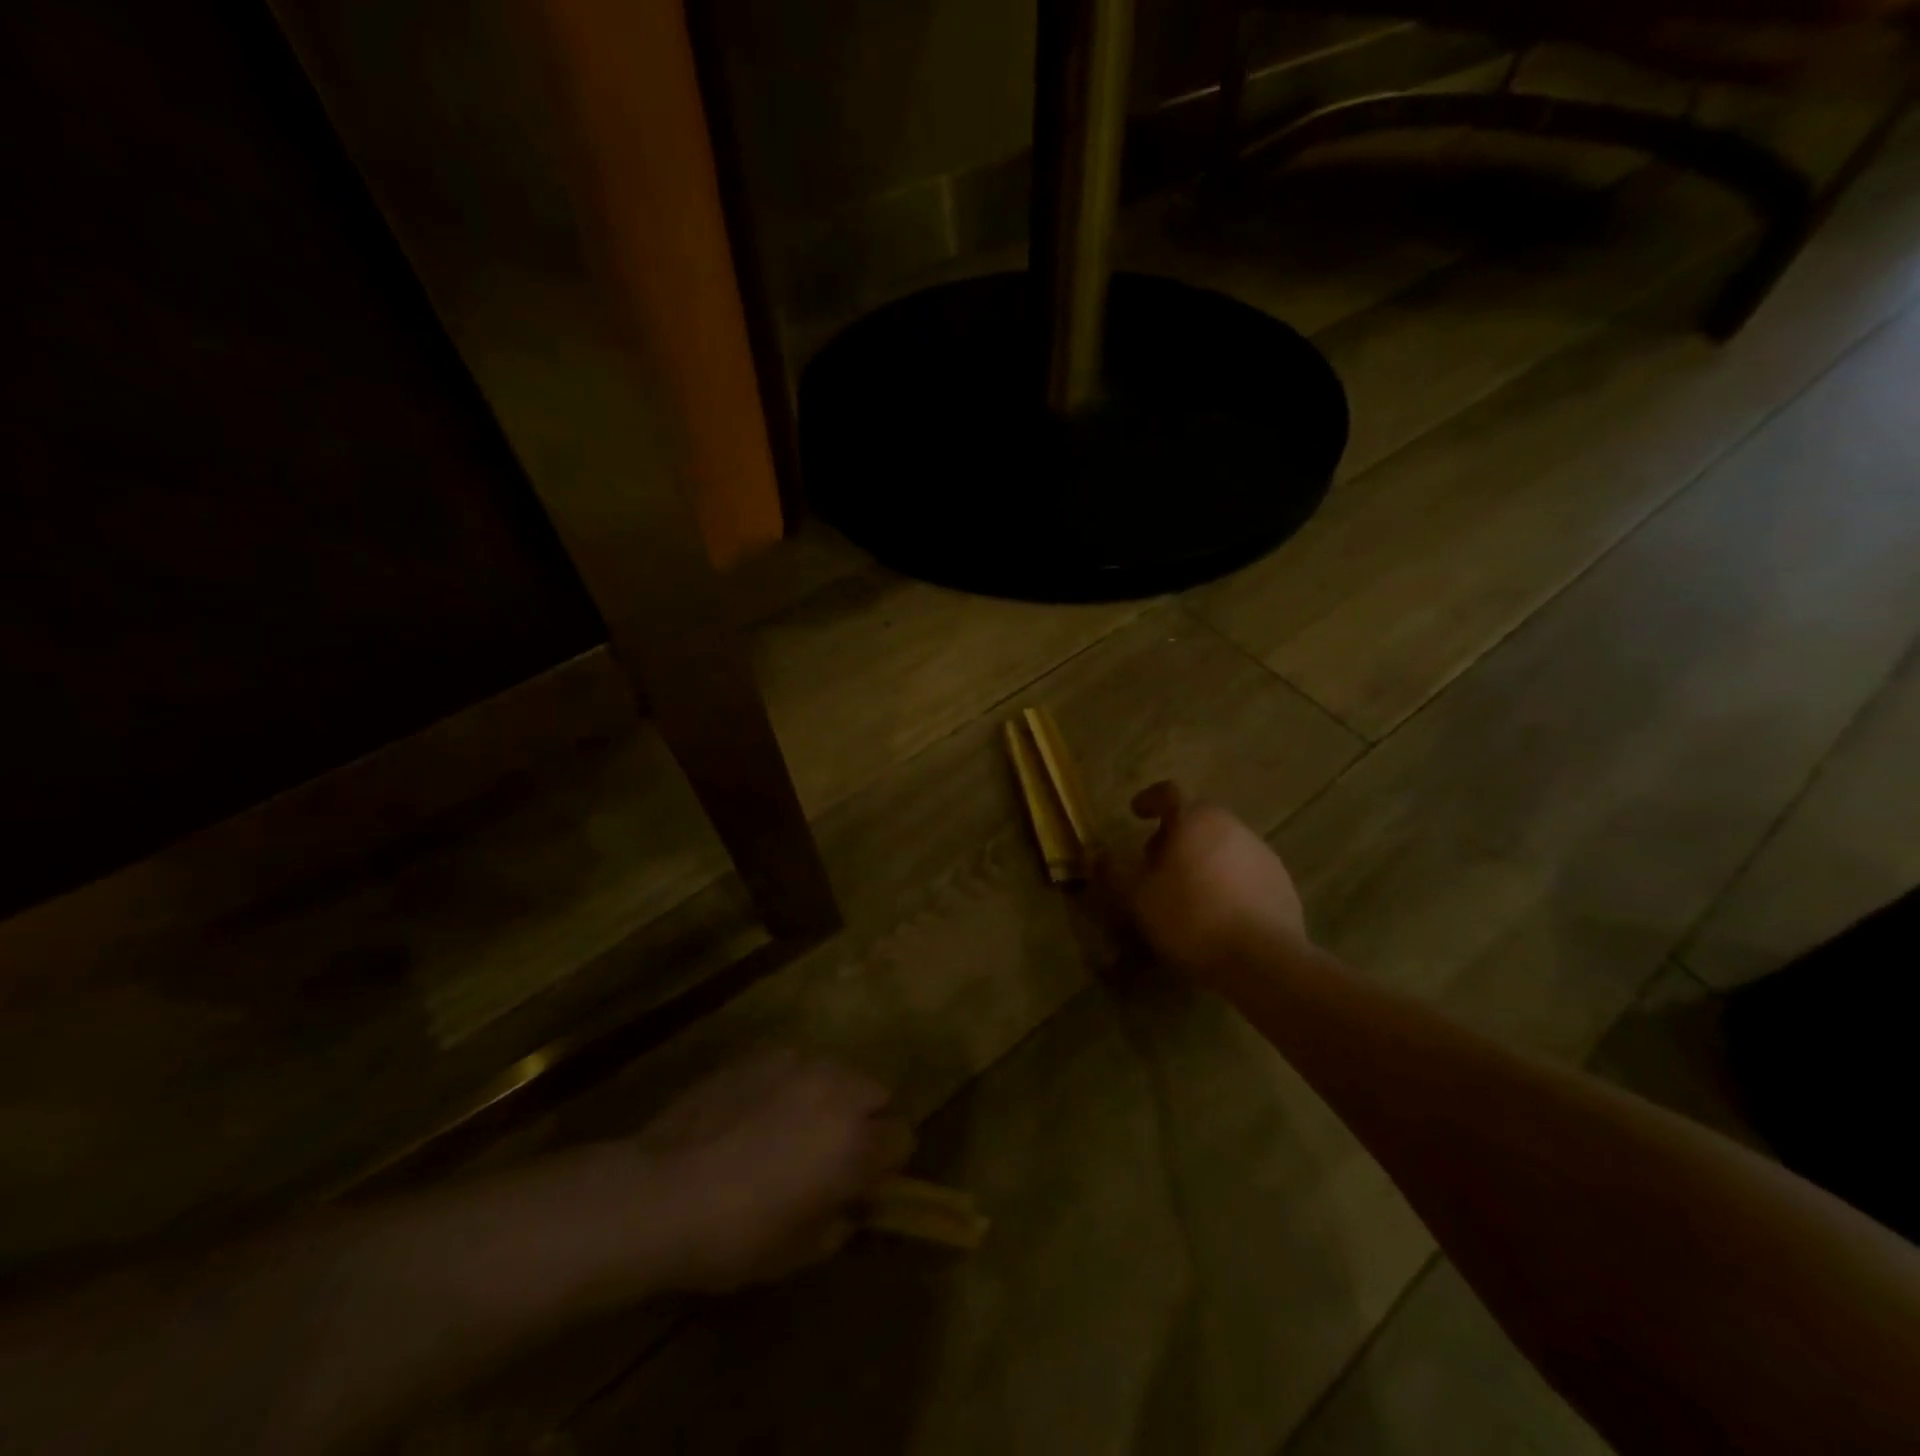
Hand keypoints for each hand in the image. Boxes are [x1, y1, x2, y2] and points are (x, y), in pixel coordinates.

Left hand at [634, 1050, 912, 1291]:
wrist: (662, 1191)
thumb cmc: (735, 1236)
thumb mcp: (797, 1253)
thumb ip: (837, 1223)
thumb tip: (845, 1208)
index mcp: (855, 1143)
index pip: (903, 1137)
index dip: (886, 1163)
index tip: (861, 1183)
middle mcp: (838, 1091)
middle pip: (877, 1093)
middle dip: (864, 1119)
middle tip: (829, 1152)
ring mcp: (800, 1064)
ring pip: (837, 1072)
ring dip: (830, 1096)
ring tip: (791, 1126)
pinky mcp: (763, 1053)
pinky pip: (795, 1064)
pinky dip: (790, 1084)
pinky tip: (755, 1112)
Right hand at [1103, 782, 1310, 984]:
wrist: (1262, 959)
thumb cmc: (1190, 916)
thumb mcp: (1137, 897)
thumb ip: (1113, 872)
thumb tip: (1097, 856)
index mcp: (1195, 820)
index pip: (1168, 793)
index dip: (1148, 800)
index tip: (1136, 813)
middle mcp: (1231, 826)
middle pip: (1197, 819)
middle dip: (1173, 835)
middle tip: (1155, 862)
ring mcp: (1261, 852)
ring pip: (1222, 844)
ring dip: (1201, 857)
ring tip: (1186, 890)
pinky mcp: (1281, 881)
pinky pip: (1244, 870)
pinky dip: (1226, 879)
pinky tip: (1218, 910)